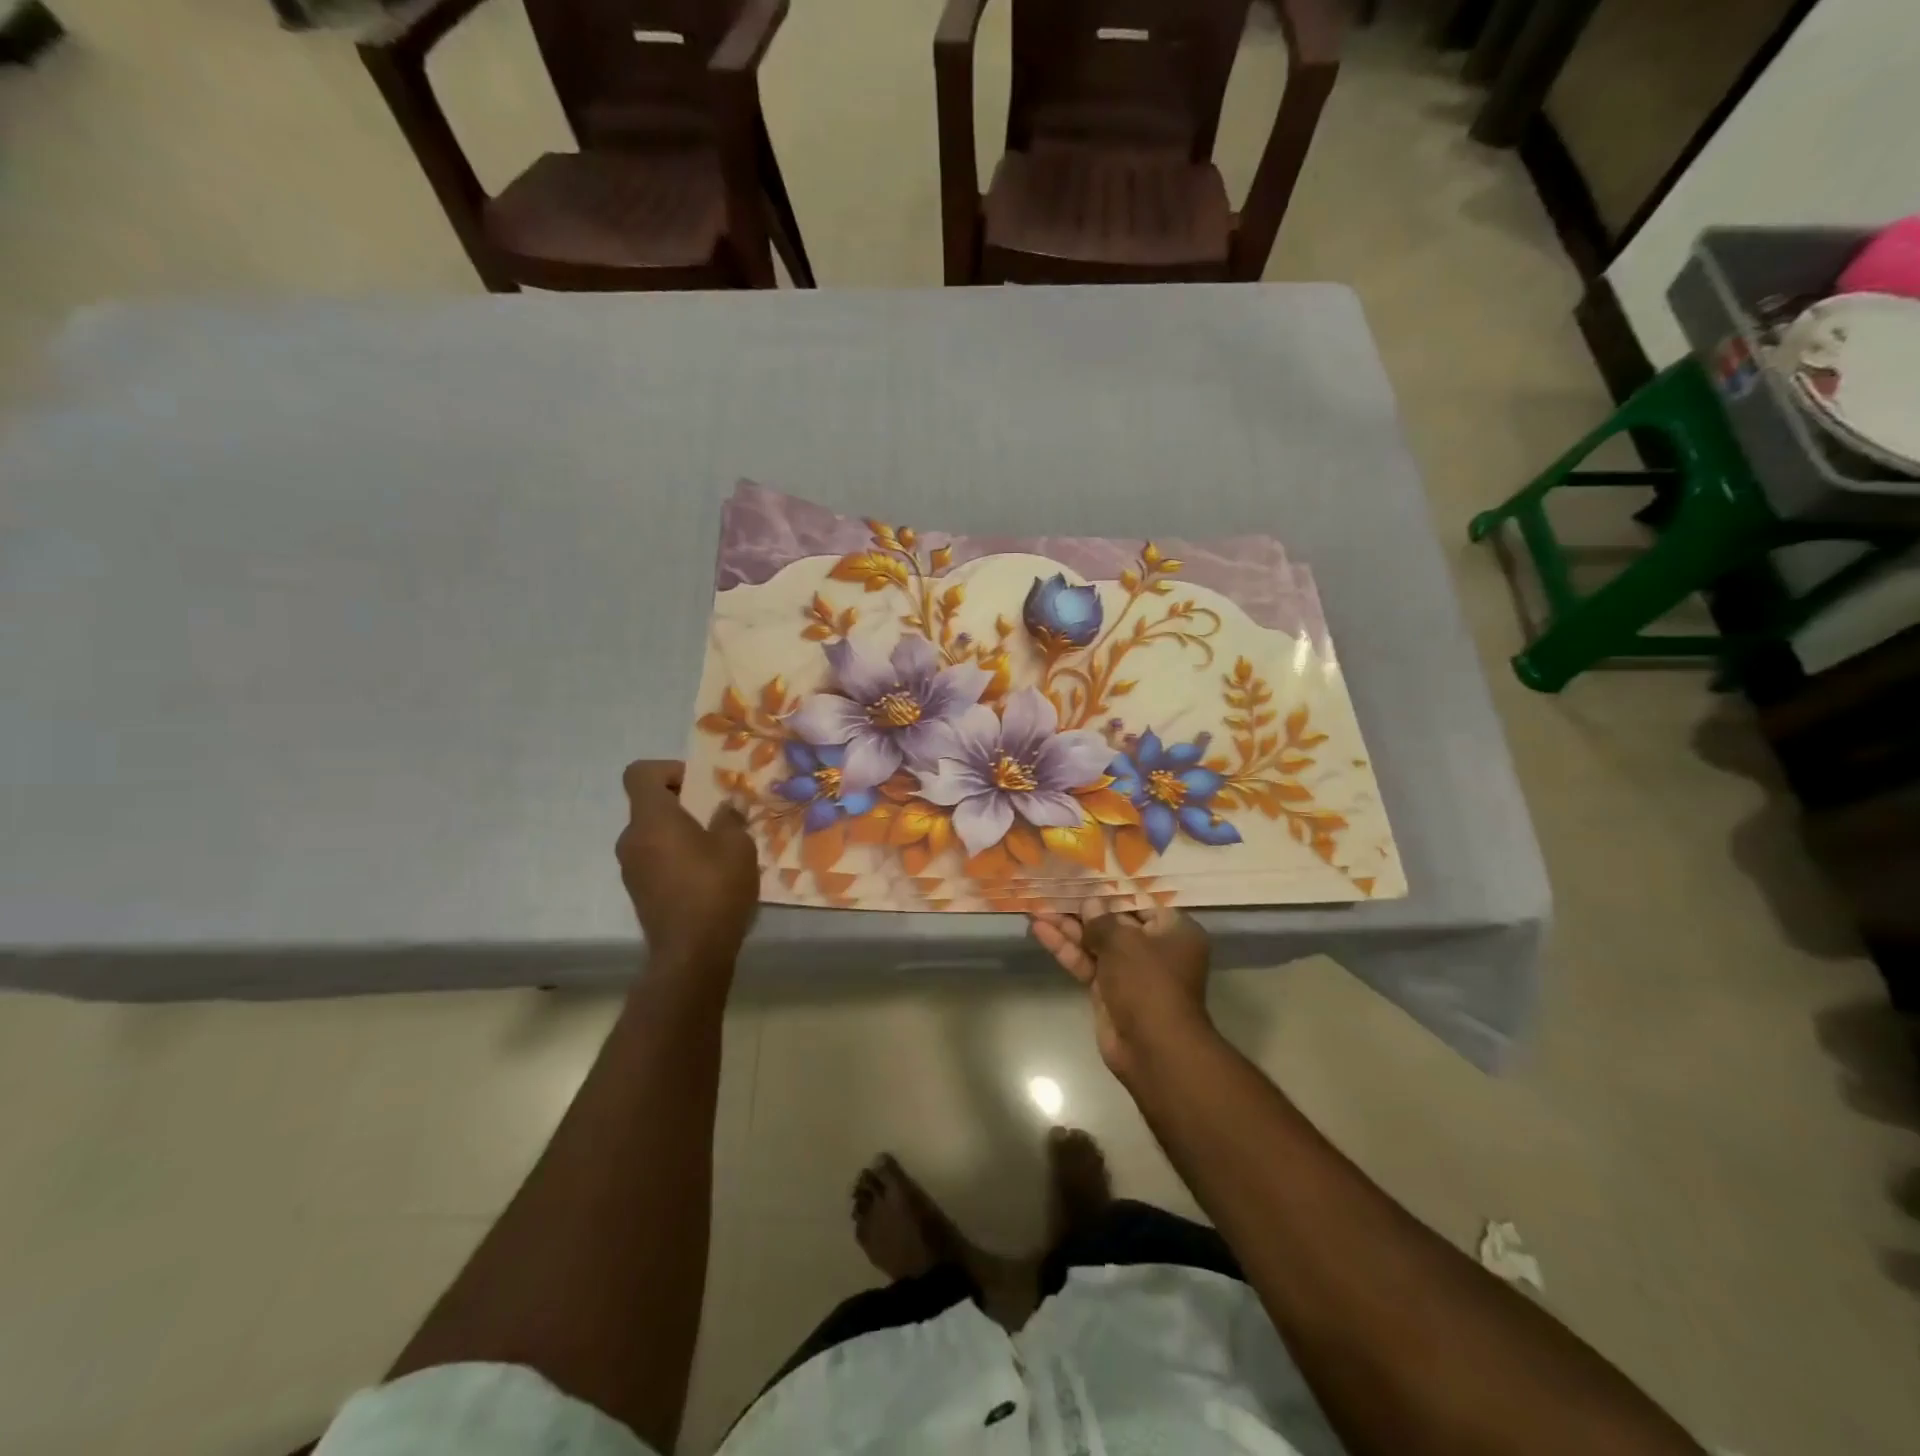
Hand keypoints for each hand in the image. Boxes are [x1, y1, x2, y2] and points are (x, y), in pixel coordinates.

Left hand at [617, 760, 760, 980]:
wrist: (691, 953)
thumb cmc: (715, 888)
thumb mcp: (738, 846)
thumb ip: (729, 819)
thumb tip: (724, 809)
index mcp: (652, 819)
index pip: (640, 773)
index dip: (668, 769)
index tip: (698, 785)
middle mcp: (632, 839)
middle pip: (649, 804)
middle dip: (682, 803)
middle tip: (716, 816)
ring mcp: (631, 868)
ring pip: (653, 834)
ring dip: (680, 833)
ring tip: (716, 848)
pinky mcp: (639, 892)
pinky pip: (655, 859)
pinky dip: (675, 857)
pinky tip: (707, 876)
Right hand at [1030, 898, 1213, 1082]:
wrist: (1153, 1049)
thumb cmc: (1148, 983)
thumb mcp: (1124, 942)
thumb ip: (1102, 920)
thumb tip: (1090, 904)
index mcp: (1173, 931)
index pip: (1140, 902)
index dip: (1111, 890)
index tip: (1084, 877)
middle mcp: (1154, 949)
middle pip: (1114, 922)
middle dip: (1083, 910)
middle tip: (1053, 891)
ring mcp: (1130, 972)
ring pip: (1095, 942)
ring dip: (1067, 927)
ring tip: (1037, 908)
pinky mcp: (1108, 991)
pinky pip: (1086, 963)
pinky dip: (1065, 948)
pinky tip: (1040, 930)